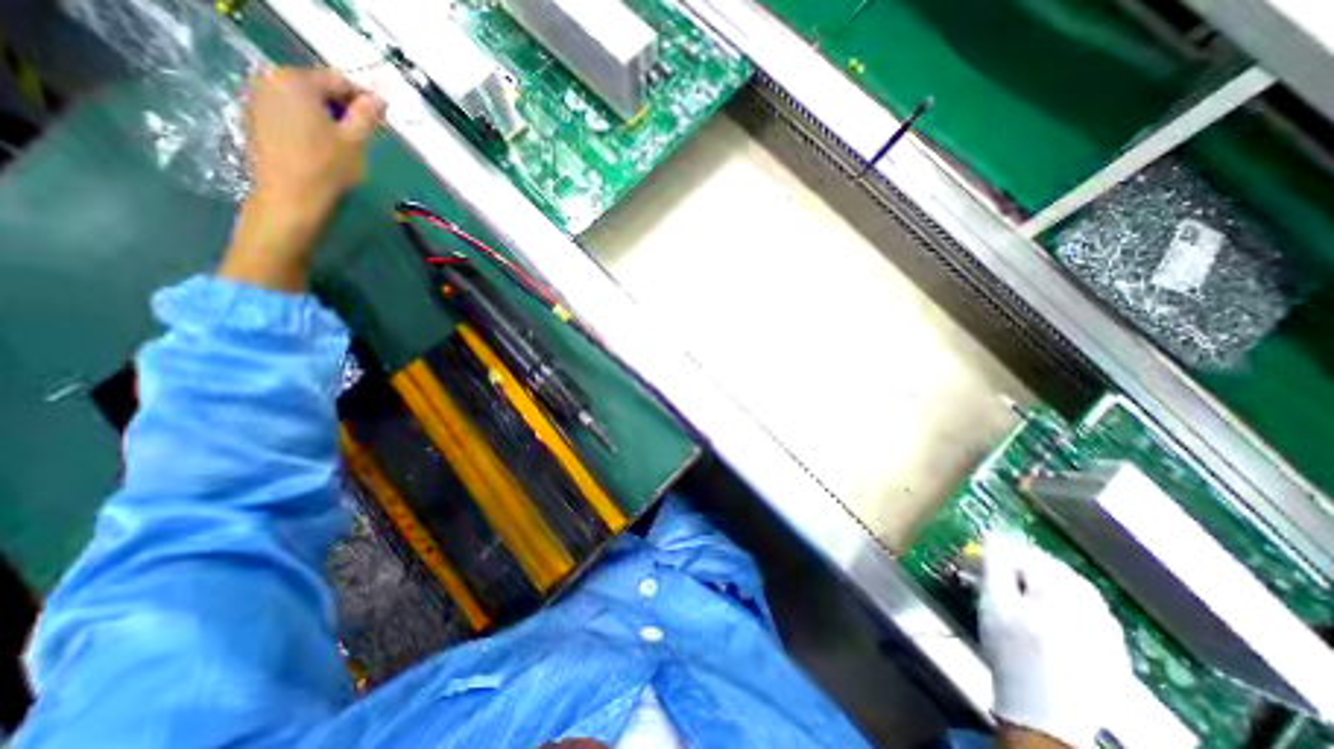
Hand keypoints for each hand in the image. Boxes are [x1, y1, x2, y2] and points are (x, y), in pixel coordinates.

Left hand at [218, 67, 386, 291]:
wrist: (291, 199)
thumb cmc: (327, 169)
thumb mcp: (356, 141)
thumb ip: (367, 115)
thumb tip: (378, 99)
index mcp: (295, 81)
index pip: (338, 80)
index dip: (364, 99)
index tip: (382, 120)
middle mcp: (269, 82)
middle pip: (318, 88)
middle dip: (344, 109)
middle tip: (367, 135)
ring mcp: (258, 101)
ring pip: (305, 103)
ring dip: (329, 118)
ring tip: (348, 144)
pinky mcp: (257, 121)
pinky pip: (292, 115)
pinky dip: (312, 126)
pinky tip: (325, 149)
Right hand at [978, 532, 1135, 748]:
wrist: (1043, 715)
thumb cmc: (1011, 653)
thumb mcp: (993, 603)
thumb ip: (994, 564)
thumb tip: (993, 536)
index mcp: (1065, 596)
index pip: (1031, 557)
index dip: (1002, 552)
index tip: (980, 554)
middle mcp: (1095, 611)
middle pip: (1057, 572)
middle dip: (1025, 566)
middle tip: (998, 569)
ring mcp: (1111, 635)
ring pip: (1076, 592)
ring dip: (1045, 583)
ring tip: (1019, 588)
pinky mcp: (1115, 654)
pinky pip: (1090, 614)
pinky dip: (1065, 604)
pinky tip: (1047, 613)